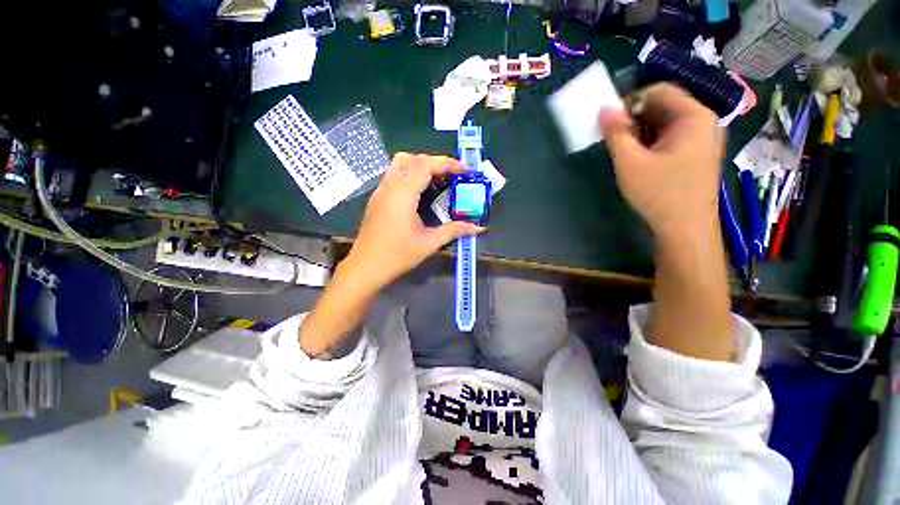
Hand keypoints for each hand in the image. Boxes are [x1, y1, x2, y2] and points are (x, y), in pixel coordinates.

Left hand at [343, 152, 484, 290]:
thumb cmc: (397, 256)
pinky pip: (395, 175)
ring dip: (421, 167)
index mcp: (402, 195)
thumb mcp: (429, 243)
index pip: (424, 165)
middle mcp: (389, 187)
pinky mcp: (378, 198)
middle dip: (434, 162)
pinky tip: (422, 193)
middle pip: (411, 159)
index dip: (446, 163)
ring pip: (400, 164)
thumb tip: (478, 228)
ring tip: (439, 183)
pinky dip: (411, 175)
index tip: (463, 170)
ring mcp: (380, 191)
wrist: (366, 267)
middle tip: (451, 177)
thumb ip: (454, 230)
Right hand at [599, 84, 724, 243]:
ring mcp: (703, 139)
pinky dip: (652, 143)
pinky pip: (672, 137)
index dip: (631, 102)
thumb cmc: (659, 194)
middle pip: (664, 106)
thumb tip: (604, 109)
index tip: (611, 124)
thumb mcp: (630, 162)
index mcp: (694, 116)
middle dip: (636, 119)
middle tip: (616, 141)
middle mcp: (704, 121)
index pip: (660, 90)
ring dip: (642, 133)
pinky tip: (641, 161)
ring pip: (666, 123)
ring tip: (627, 154)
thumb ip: (616, 133)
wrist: (686, 229)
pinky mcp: (698, 154)